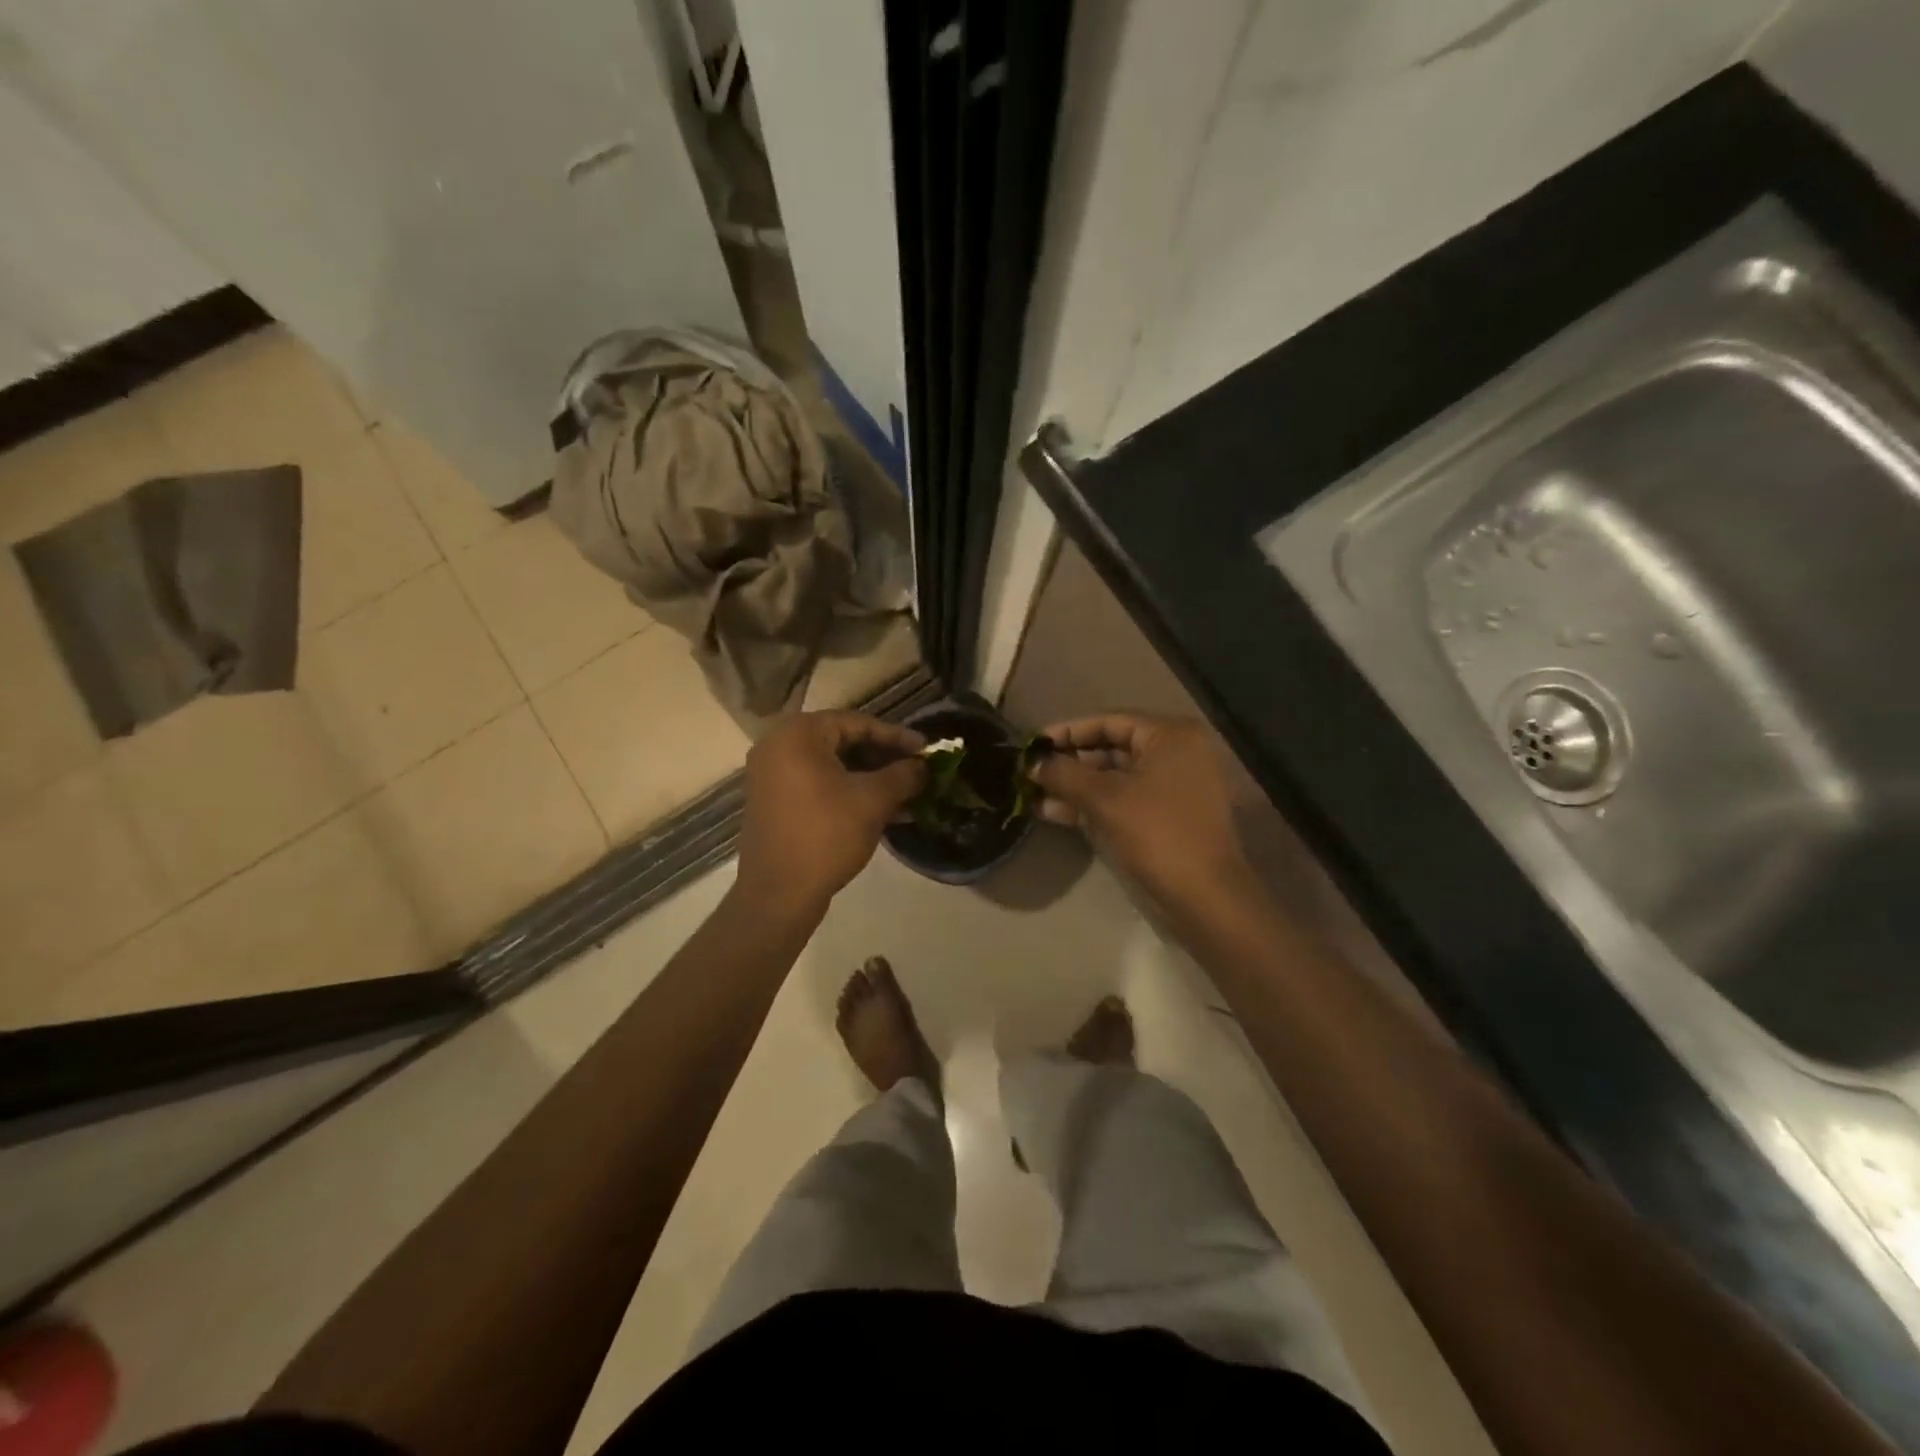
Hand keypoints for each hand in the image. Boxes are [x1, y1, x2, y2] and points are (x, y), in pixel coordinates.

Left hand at [735, 711, 925, 918]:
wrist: (778, 893)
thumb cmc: (826, 835)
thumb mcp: (872, 801)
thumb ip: (903, 775)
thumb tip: (924, 766)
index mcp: (798, 734)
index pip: (858, 723)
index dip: (897, 737)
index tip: (926, 750)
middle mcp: (779, 745)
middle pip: (844, 742)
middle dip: (885, 759)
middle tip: (917, 771)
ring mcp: (773, 775)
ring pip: (833, 766)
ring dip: (871, 778)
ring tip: (908, 793)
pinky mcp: (776, 801)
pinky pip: (819, 785)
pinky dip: (850, 792)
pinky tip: (885, 810)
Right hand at [1029, 714, 1253, 907]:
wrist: (1204, 897)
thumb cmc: (1157, 834)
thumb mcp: (1104, 799)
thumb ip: (1064, 774)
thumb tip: (1031, 763)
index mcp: (1170, 736)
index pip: (1109, 721)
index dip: (1067, 731)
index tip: (1032, 743)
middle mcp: (1175, 753)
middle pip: (1111, 747)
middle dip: (1069, 762)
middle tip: (1030, 770)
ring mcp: (1172, 786)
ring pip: (1113, 777)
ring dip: (1074, 786)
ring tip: (1032, 793)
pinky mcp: (1164, 816)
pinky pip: (1122, 799)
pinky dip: (1091, 804)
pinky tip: (1052, 812)